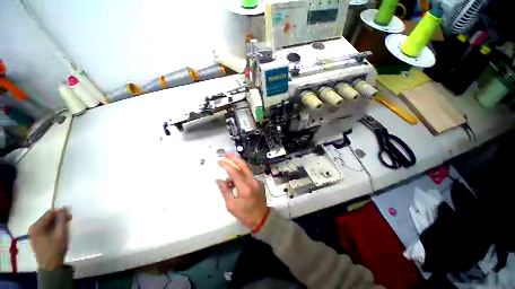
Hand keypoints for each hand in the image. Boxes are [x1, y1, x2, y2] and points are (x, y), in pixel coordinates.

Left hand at [28, 208, 71, 269]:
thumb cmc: (56, 248)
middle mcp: (33, 228)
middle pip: (47, 219)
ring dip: (55, 224)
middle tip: (68, 222)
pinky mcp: (35, 240)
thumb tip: (64, 207)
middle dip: (58, 219)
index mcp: (37, 225)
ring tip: (64, 229)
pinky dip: (52, 230)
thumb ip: (62, 219)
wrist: (50, 267)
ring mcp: (33, 235)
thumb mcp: (61, 233)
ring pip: (46, 225)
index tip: (70, 216)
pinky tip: (57, 234)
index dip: (60, 213)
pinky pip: (44, 230)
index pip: (49, 213)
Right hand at [216, 154, 267, 229]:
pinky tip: (235, 184)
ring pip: (245, 170)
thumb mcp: (231, 205)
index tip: (219, 161)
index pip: (235, 173)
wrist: (262, 219)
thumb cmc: (245, 214)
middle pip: (243, 165)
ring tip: (228, 182)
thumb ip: (225, 191)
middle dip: (234, 158)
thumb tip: (218, 180)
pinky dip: (240, 176)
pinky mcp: (258, 182)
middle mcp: (253, 181)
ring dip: (236, 171)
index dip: (226, 165)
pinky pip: (248, 176)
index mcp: (246, 188)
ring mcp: (257, 181)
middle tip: (226, 154)